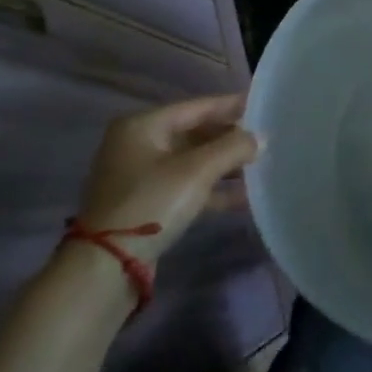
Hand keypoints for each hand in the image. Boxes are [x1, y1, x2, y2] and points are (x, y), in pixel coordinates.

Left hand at [75, 93, 259, 259]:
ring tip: (260, 166)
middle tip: (265, 138)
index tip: (263, 105)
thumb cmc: (151, 203)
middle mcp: (137, 144)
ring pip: (192, 161)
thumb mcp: (197, 171)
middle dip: (230, 138)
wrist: (106, 267)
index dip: (232, 105)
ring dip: (224, 164)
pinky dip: (212, 189)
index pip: (197, 107)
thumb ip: (233, 148)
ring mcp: (139, 176)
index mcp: (142, 125)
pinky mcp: (146, 203)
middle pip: (195, 133)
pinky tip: (243, 196)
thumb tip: (262, 138)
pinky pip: (186, 186)